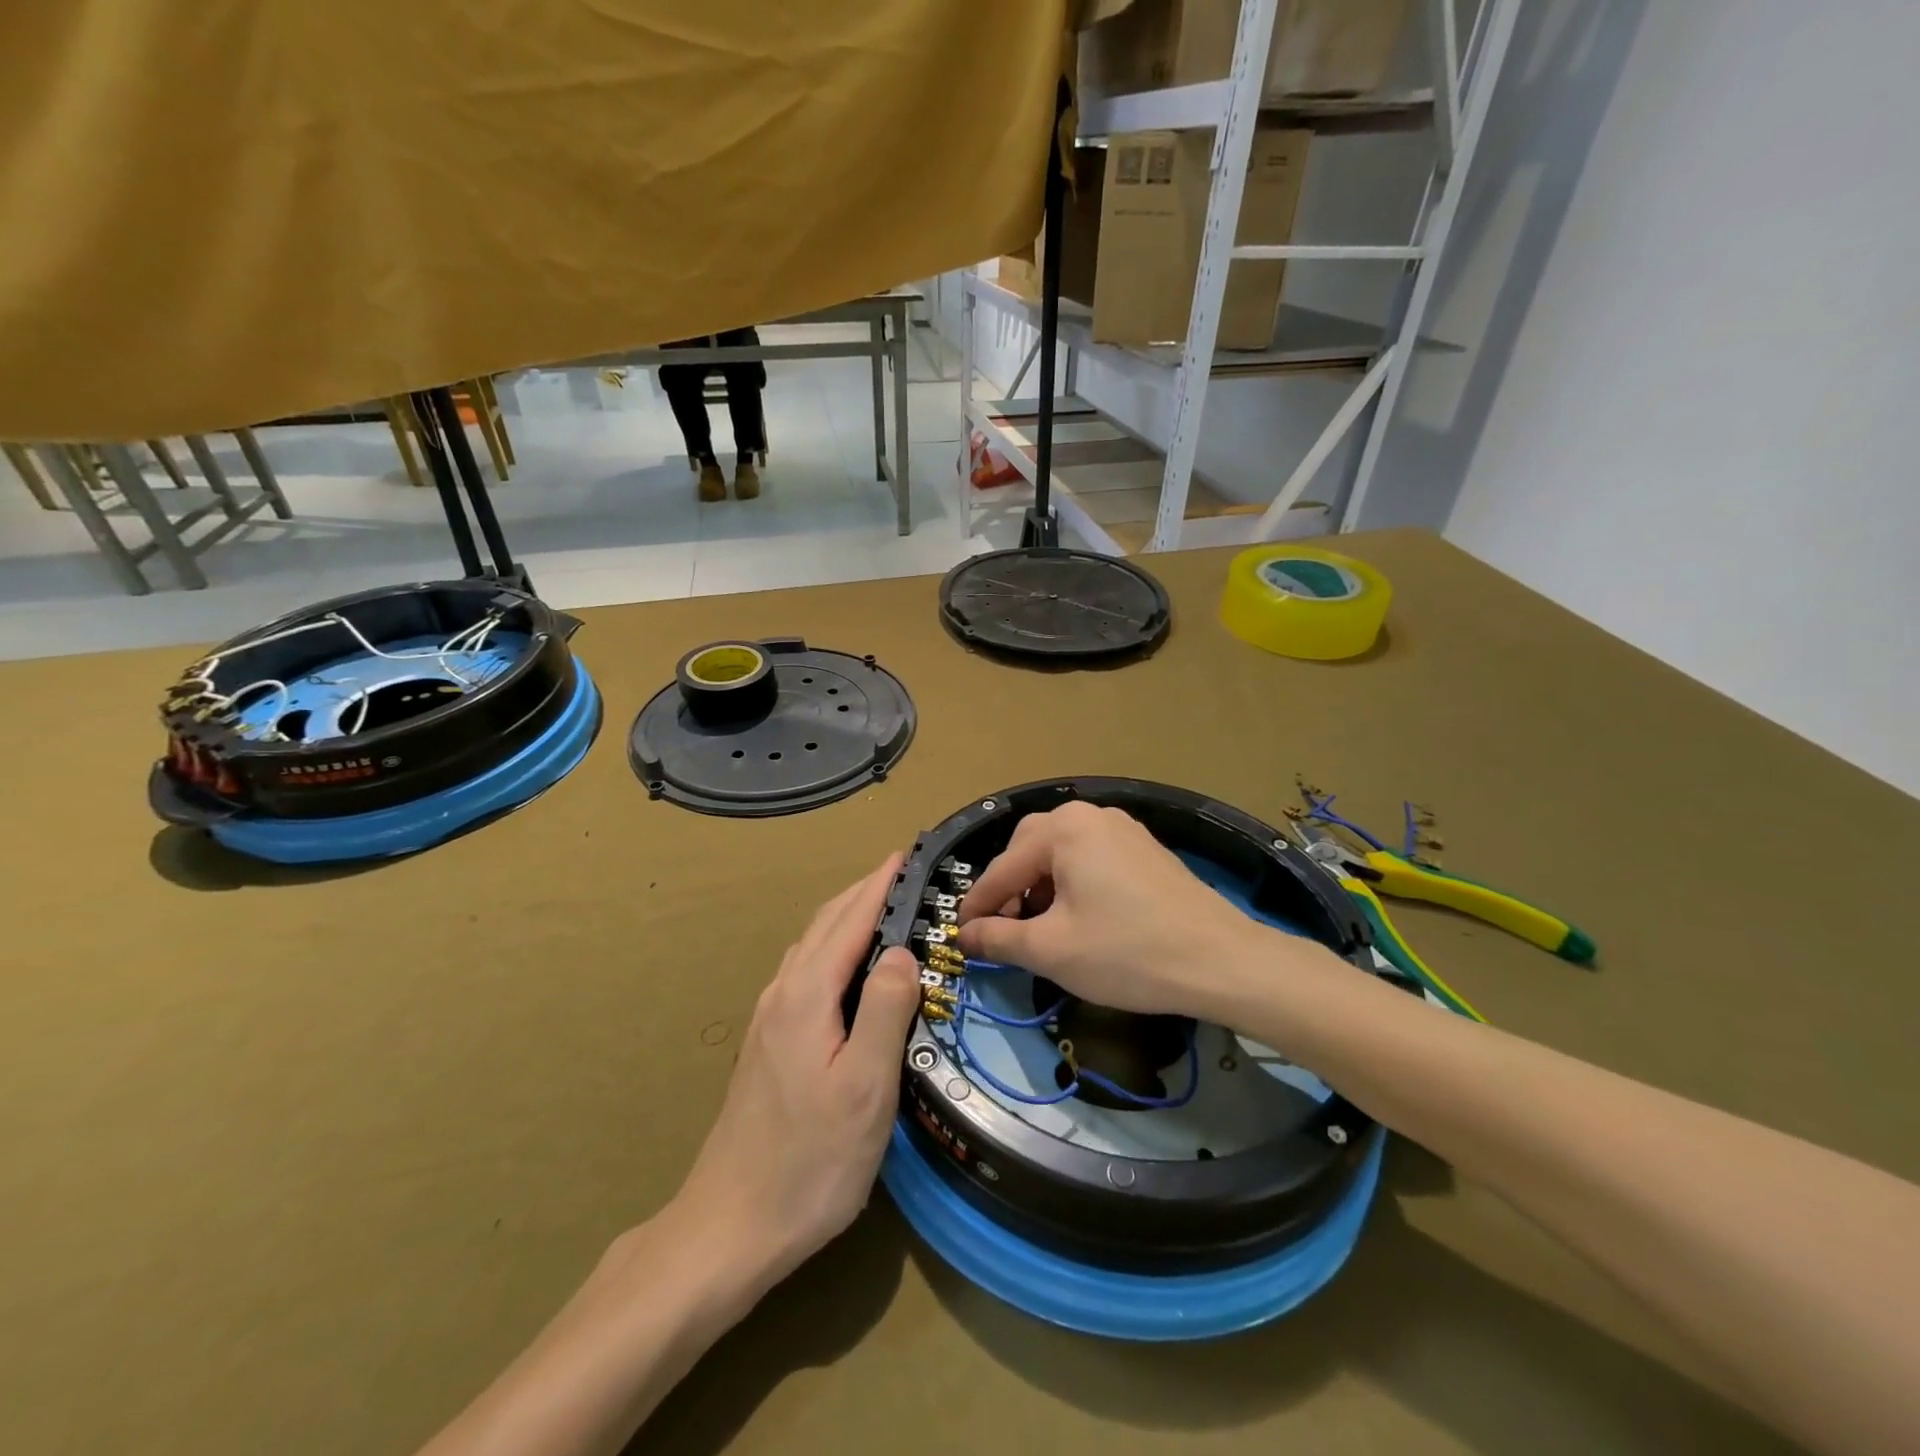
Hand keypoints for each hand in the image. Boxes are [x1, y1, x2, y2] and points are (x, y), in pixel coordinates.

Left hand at [673, 857, 919, 1289]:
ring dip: (846, 916)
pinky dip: (832, 946)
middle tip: (903, 872)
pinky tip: (846, 966)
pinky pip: (805, 970)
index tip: (906, 853)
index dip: (880, 885)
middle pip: (825, 925)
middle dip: (863, 891)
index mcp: (807, 995)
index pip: (850, 920)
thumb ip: (885, 1011)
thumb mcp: (865, 1088)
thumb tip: (900, 949)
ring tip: (881, 906)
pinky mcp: (768, 1042)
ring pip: (811, 946)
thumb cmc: (810, 1162)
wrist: (730, 1226)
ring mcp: (769, 1017)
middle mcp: (782, 994)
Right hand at [956, 802, 1287, 1020]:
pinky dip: (1072, 882)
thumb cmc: (1126, 953)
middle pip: (1029, 849)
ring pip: (1061, 852)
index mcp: (1063, 829)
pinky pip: (1091, 857)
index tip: (960, 936)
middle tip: (1004, 929)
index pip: (1002, 868)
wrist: (1221, 961)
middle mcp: (1090, 815)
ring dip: (1041, 886)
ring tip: (1041, 927)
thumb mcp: (1051, 950)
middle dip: (1011, 889)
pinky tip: (1079, 916)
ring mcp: (1123, 828)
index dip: (978, 906)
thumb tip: (965, 936)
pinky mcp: (1145, 848)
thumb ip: (998, 939)